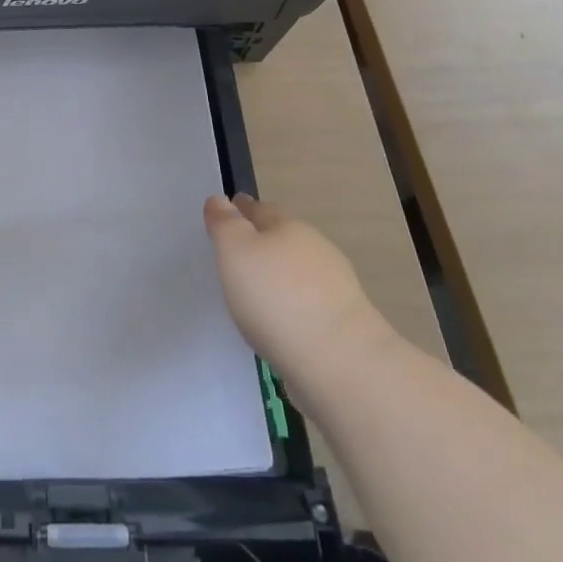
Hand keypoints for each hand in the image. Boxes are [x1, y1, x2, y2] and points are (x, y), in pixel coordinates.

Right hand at [204, 193, 395, 398]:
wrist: (339, 361)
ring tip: (255, 290)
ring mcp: (335, 287)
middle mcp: (316, 250)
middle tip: (237, 252)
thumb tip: (220, 200)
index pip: (260, 210)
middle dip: (263, 239)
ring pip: (297, 270)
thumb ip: (225, 224)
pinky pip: (308, 302)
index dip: (241, 210)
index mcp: (289, 227)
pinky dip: (292, 304)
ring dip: (279, 274)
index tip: (226, 213)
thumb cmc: (276, 297)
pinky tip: (279, 319)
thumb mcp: (235, 252)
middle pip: (283, 237)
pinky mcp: (343, 322)